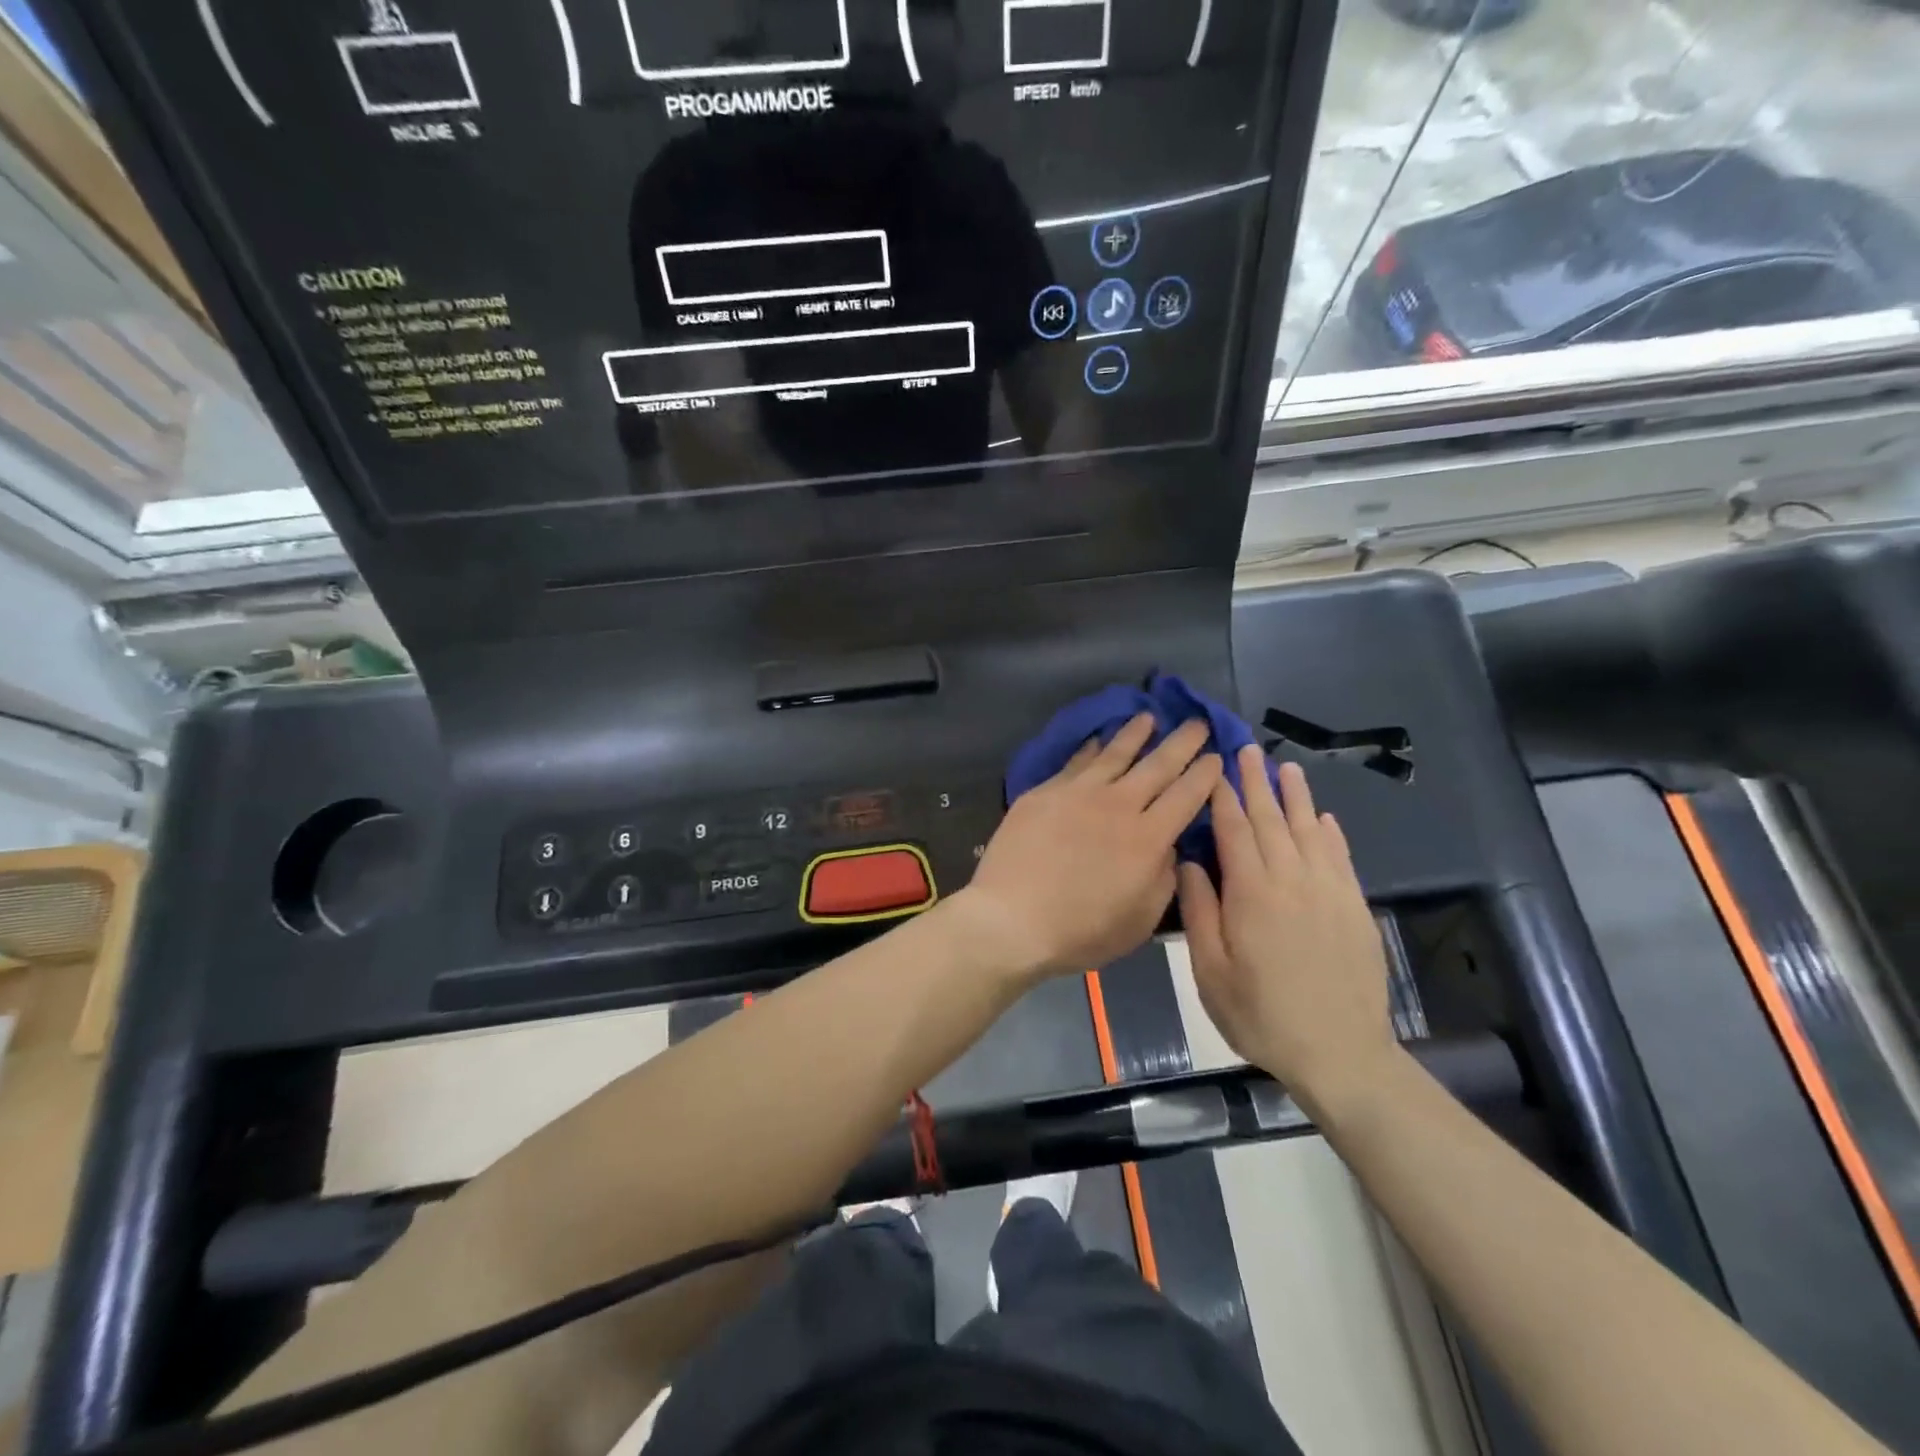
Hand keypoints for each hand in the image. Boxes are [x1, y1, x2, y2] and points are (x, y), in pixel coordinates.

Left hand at [960, 715, 1221, 981]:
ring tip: (1148, 717)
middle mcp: (1118, 805)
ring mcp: (1078, 793)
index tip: (1216, 757)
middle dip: (1182, 742)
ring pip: (1114, 754)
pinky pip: (1076, 762)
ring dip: (1136, 734)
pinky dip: (1092, 748)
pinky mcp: (1045, 792)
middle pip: (1157, 765)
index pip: (1186, 795)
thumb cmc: (1080, 930)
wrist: (1011, 918)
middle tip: (1198, 722)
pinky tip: (1097, 740)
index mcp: (1148, 838)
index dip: (1205, 774)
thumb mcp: (1140, 920)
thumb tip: (1169, 846)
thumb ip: (1163, 878)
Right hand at [1177, 749, 1394, 1110]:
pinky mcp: (1354, 908)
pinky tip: (1324, 817)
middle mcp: (1292, 880)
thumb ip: (1199, 910)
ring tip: (1285, 767)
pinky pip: (1340, 857)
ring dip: (1296, 796)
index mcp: (1252, 892)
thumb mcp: (1210, 970)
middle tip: (1246, 750)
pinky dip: (1330, 832)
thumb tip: (1189, 861)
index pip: (1234, 830)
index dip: (1222, 796)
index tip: (1214, 768)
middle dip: (1256, 782)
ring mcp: (1329, 891)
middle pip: (1272, 820)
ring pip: (1310, 830)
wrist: (1339, 1053)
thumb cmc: (1260, 1013)